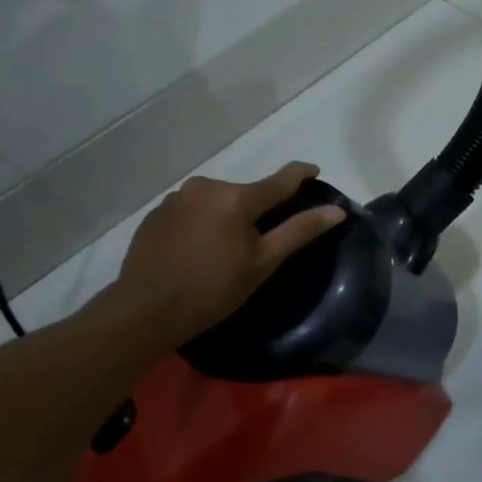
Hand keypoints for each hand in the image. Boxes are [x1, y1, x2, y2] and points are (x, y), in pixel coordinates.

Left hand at [101, 162, 345, 353]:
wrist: (146, 310)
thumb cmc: (213, 289)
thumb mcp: (263, 263)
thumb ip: (299, 231)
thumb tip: (336, 211)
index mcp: (236, 197)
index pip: (279, 180)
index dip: (300, 174)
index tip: (314, 171)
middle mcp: (206, 186)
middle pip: (244, 193)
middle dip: (255, 211)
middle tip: (258, 243)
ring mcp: (176, 198)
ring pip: (216, 201)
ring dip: (226, 217)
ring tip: (223, 250)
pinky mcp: (156, 213)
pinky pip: (191, 211)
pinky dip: (201, 224)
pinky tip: (197, 250)